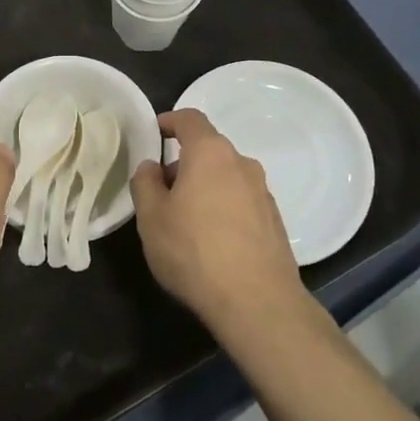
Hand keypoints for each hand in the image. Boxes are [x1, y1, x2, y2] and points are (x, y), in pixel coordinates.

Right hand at [130, 108, 308, 335]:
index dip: (169, 120)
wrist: (257, 301)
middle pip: (208, 150)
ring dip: (204, 187)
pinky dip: (222, 208)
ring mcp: (263, 192)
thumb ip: (145, 183)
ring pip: (225, 177)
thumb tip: (152, 166)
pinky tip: (211, 241)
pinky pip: (241, 201)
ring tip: (184, 221)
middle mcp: (242, 163)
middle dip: (183, 163)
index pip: (190, 119)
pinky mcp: (274, 220)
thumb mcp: (151, 217)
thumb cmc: (194, 251)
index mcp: (210, 153)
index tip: (154, 132)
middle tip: (161, 192)